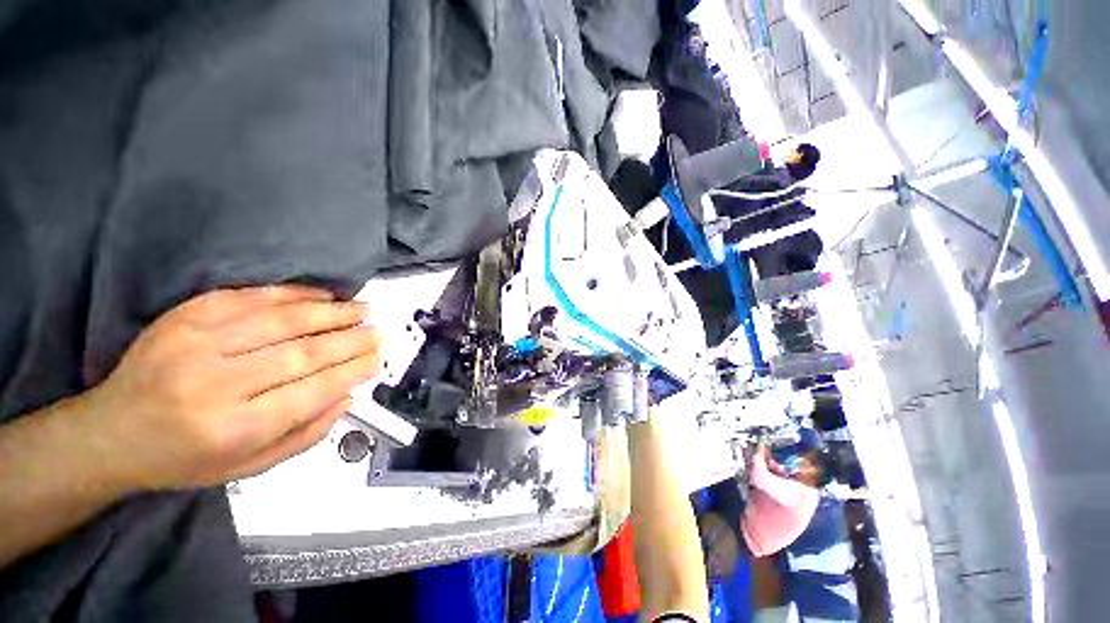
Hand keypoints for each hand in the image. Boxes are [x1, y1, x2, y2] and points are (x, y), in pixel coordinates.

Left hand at [78, 285, 380, 490]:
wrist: (111, 433)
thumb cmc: (184, 459)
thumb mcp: (248, 468)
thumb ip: (305, 435)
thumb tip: (347, 395)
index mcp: (233, 428)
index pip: (312, 391)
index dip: (353, 370)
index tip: (378, 357)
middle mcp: (216, 383)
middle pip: (303, 353)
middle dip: (351, 340)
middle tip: (379, 332)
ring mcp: (197, 343)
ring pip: (282, 321)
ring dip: (331, 314)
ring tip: (363, 309)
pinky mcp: (186, 316)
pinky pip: (250, 297)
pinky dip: (293, 294)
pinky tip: (322, 296)